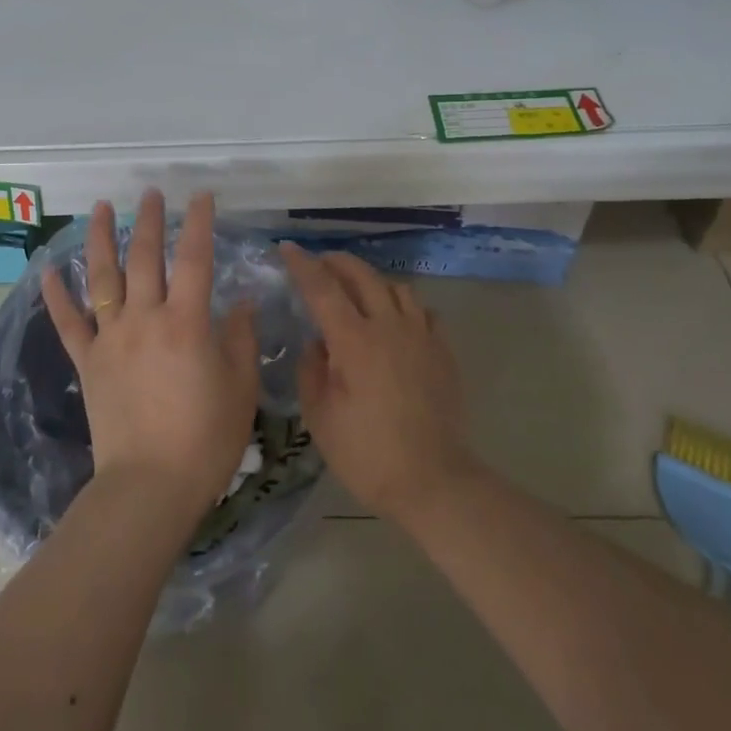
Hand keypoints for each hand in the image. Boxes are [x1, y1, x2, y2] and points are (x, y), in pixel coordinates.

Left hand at [41, 190, 259, 523]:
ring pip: (102, 278)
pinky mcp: (87, 362)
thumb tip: (240, 302)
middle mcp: (144, 319)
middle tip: (151, 193)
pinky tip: (47, 271)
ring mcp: (111, 338)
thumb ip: (241, 338)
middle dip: (149, 220)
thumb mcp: (241, 388)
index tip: (201, 196)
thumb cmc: (205, 439)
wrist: (149, 486)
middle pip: (144, 257)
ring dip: (101, 239)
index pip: (194, 258)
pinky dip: (56, 296)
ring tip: (101, 208)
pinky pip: (68, 323)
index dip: (198, 223)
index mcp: (186, 322)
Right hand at [283, 245, 477, 524]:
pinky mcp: (442, 351)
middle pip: (362, 275)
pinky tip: (395, 320)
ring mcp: (421, 335)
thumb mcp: (320, 417)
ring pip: (396, 287)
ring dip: (371, 280)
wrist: (433, 482)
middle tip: (319, 262)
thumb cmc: (367, 455)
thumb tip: (318, 343)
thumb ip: (312, 370)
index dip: (302, 265)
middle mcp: (389, 327)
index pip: (322, 288)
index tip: (287, 248)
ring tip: (357, 290)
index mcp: (354, 341)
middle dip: (337, 261)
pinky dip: (402, 305)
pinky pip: (422, 311)